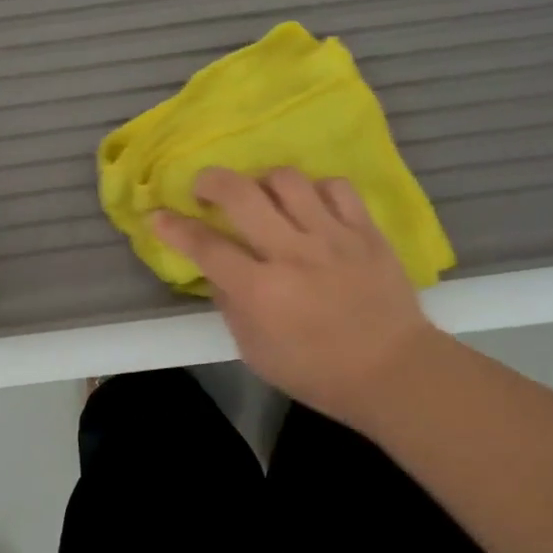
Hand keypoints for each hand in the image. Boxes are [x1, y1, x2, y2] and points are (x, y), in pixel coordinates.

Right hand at [153, 168, 434, 426]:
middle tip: (205, 188)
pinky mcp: (365, 231)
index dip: (174, 227)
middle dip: (211, 181)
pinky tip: (310, 204)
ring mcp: (332, 237)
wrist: (395, 372)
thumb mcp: (256, 352)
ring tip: (262, 195)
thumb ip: (230, 304)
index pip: (205, 246)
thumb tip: (215, 267)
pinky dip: (316, 189)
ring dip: (263, 181)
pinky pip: (336, 187)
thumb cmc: (317, 371)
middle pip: (241, 194)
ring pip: (287, 180)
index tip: (158, 215)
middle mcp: (292, 254)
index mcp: (261, 291)